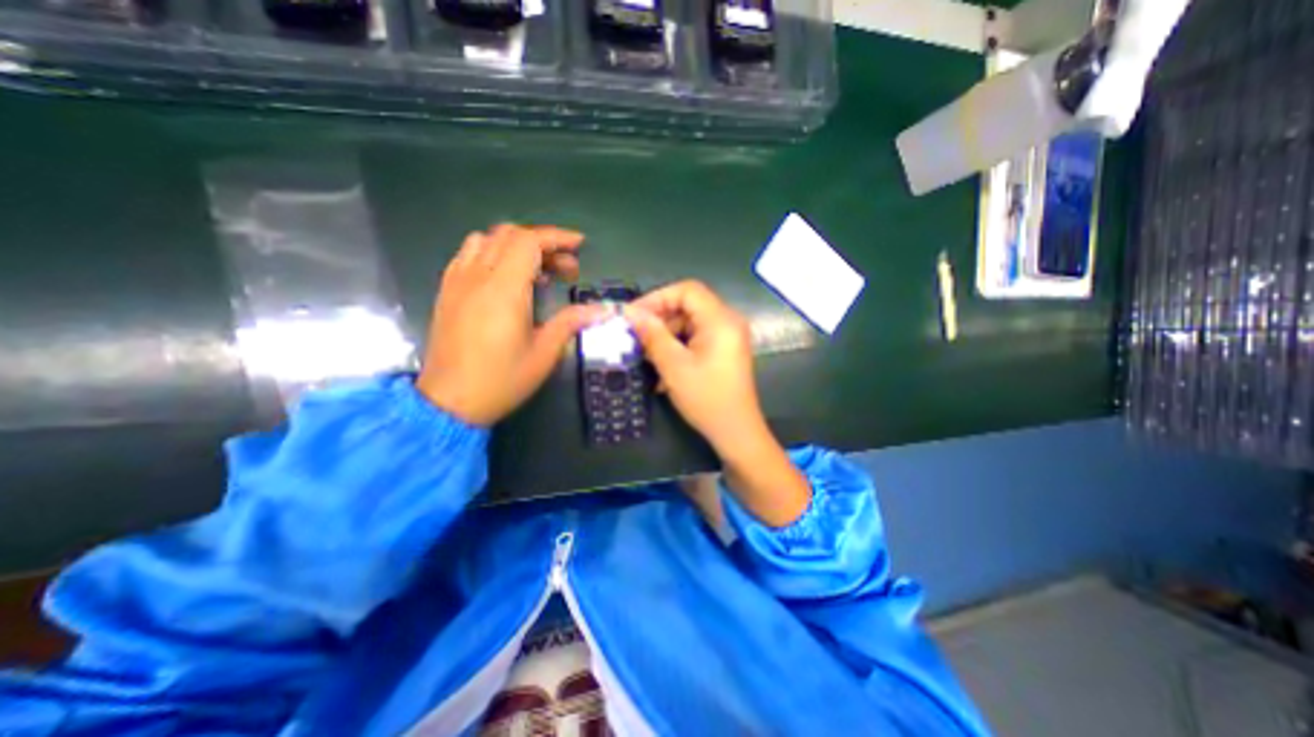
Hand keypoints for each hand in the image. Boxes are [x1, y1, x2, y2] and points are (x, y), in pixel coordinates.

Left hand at [415, 220, 611, 424]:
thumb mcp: (544, 354)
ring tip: (537, 271)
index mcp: (504, 289)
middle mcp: (478, 276)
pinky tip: (505, 278)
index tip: (580, 245)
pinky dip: (492, 253)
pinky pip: (468, 255)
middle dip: (543, 244)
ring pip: (486, 240)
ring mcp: (457, 281)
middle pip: (510, 235)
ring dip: (516, 246)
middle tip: (566, 268)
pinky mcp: (446, 291)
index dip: (557, 238)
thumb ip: (571, 323)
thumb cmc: (502, 380)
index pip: (529, 242)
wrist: (449, 402)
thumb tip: (602, 310)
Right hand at [621, 280, 760, 453]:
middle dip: (659, 320)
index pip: (686, 290)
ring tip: (645, 356)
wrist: (736, 433)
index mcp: (721, 320)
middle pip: (688, 306)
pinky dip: (677, 348)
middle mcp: (727, 322)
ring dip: (665, 337)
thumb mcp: (674, 366)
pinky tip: (661, 368)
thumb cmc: (706, 398)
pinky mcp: (723, 351)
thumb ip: (652, 335)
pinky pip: (696, 339)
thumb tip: (630, 313)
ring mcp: (727, 337)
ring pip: (689, 324)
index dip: (657, 298)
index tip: (634, 316)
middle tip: (635, 337)